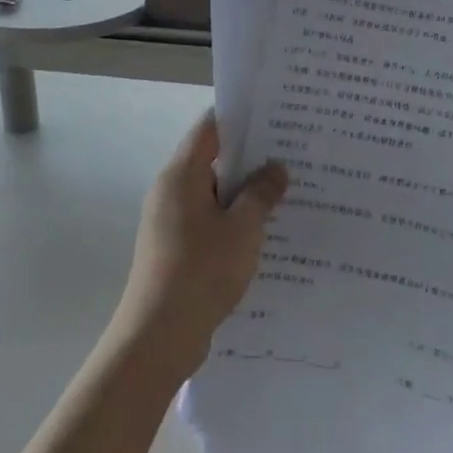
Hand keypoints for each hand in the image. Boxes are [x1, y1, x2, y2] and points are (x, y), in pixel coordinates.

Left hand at [110, 111, 287, 381]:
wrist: (159, 337)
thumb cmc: (201, 271)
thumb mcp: (243, 228)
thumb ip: (261, 193)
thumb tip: (276, 169)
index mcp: (180, 175)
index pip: (209, 128)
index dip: (241, 117)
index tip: (276, 115)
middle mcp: (171, 191)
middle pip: (213, 160)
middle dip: (252, 158)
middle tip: (293, 154)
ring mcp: (171, 222)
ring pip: (214, 194)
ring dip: (246, 193)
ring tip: (289, 192)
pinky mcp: (176, 248)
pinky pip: (210, 222)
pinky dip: (235, 220)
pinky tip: (267, 232)